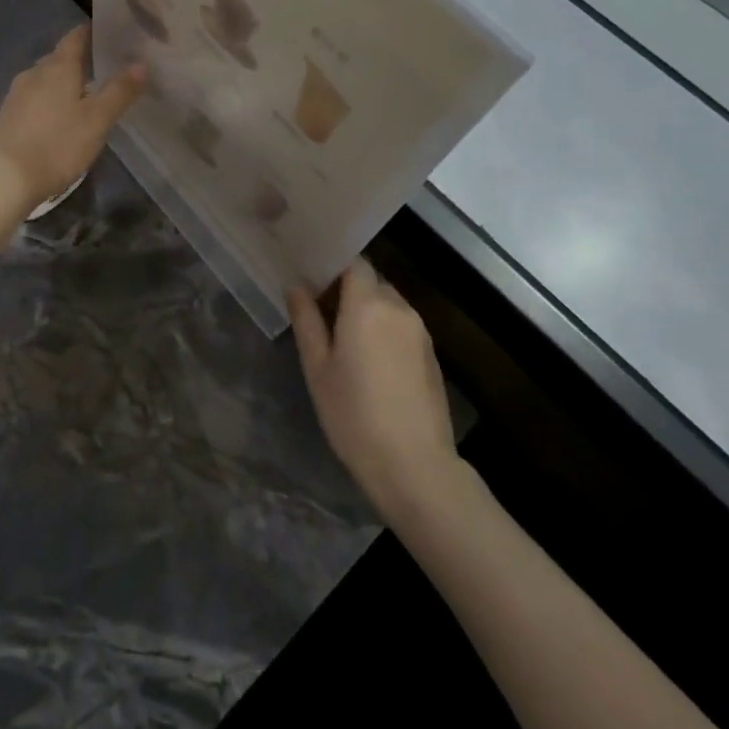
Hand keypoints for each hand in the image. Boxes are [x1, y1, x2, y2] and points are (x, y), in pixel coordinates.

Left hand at [0, 26, 144, 209]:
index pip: (75, 37)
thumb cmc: (57, 144)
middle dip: (81, 59)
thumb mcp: (97, 120)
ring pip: (46, 79)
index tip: (112, 33)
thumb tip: (140, 63)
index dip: (92, 31)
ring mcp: (17, 94)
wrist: (5, 179)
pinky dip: (50, 99)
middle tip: (107, 67)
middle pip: (60, 57)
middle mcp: (34, 73)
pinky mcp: (8, 116)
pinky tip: (60, 116)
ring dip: (64, 82)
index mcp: (58, 67)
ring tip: (87, 94)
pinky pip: (35, 97)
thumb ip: (119, 91)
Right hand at [289, 258, 457, 524]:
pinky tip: (369, 360)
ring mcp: (420, 331)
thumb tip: (296, 287)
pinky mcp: (431, 354)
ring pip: (388, 303)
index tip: (310, 277)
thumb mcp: (317, 368)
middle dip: (346, 288)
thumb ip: (306, 320)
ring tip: (342, 338)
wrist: (414, 465)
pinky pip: (401, 325)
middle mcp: (398, 307)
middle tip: (319, 310)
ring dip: (366, 309)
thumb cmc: (353, 415)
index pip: (353, 262)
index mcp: (367, 304)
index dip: (332, 264)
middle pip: (371, 280)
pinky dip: (383, 328)